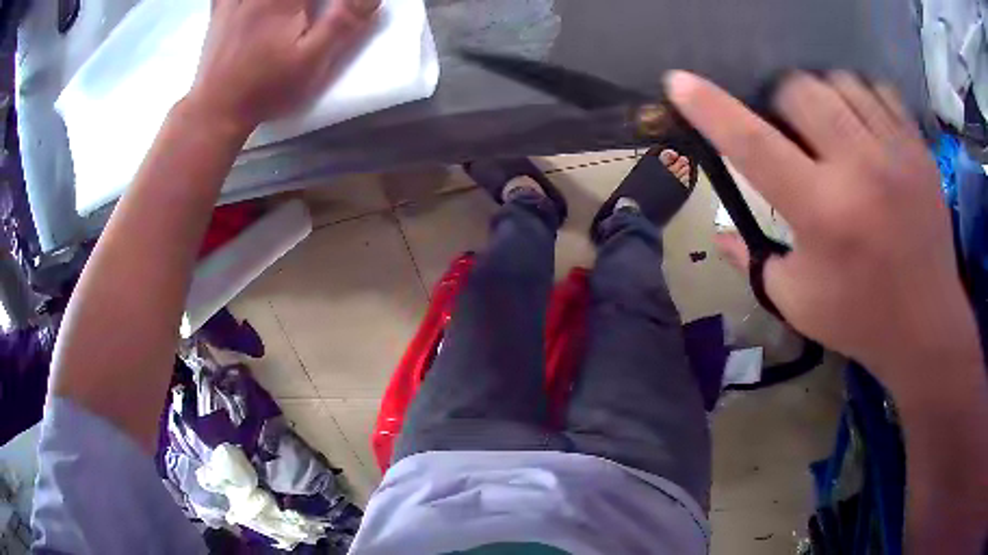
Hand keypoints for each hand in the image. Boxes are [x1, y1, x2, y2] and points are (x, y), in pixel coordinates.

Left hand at [187, 0, 379, 134]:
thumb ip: (343, 22)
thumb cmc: (266, 88)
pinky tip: (250, 5)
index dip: (335, 0)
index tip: (339, 8)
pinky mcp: (219, 12)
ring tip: (294, 10)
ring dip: (283, 2)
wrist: (216, 111)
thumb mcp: (312, 60)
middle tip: (312, 12)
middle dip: (311, 1)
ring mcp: (235, 0)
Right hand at [666, 70, 981, 395]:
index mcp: (823, 214)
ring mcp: (896, 153)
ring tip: (829, 127)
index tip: (678, 81)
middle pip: (799, 89)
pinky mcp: (919, 149)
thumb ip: (754, 261)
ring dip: (821, 97)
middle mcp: (860, 171)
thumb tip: (719, 232)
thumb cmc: (861, 320)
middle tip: (790, 130)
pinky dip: (859, 98)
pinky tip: (862, 126)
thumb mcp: (797, 302)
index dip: (710, 108)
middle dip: (780, 100)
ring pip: (839, 81)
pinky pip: (878, 90)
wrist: (928, 326)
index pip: (753, 145)